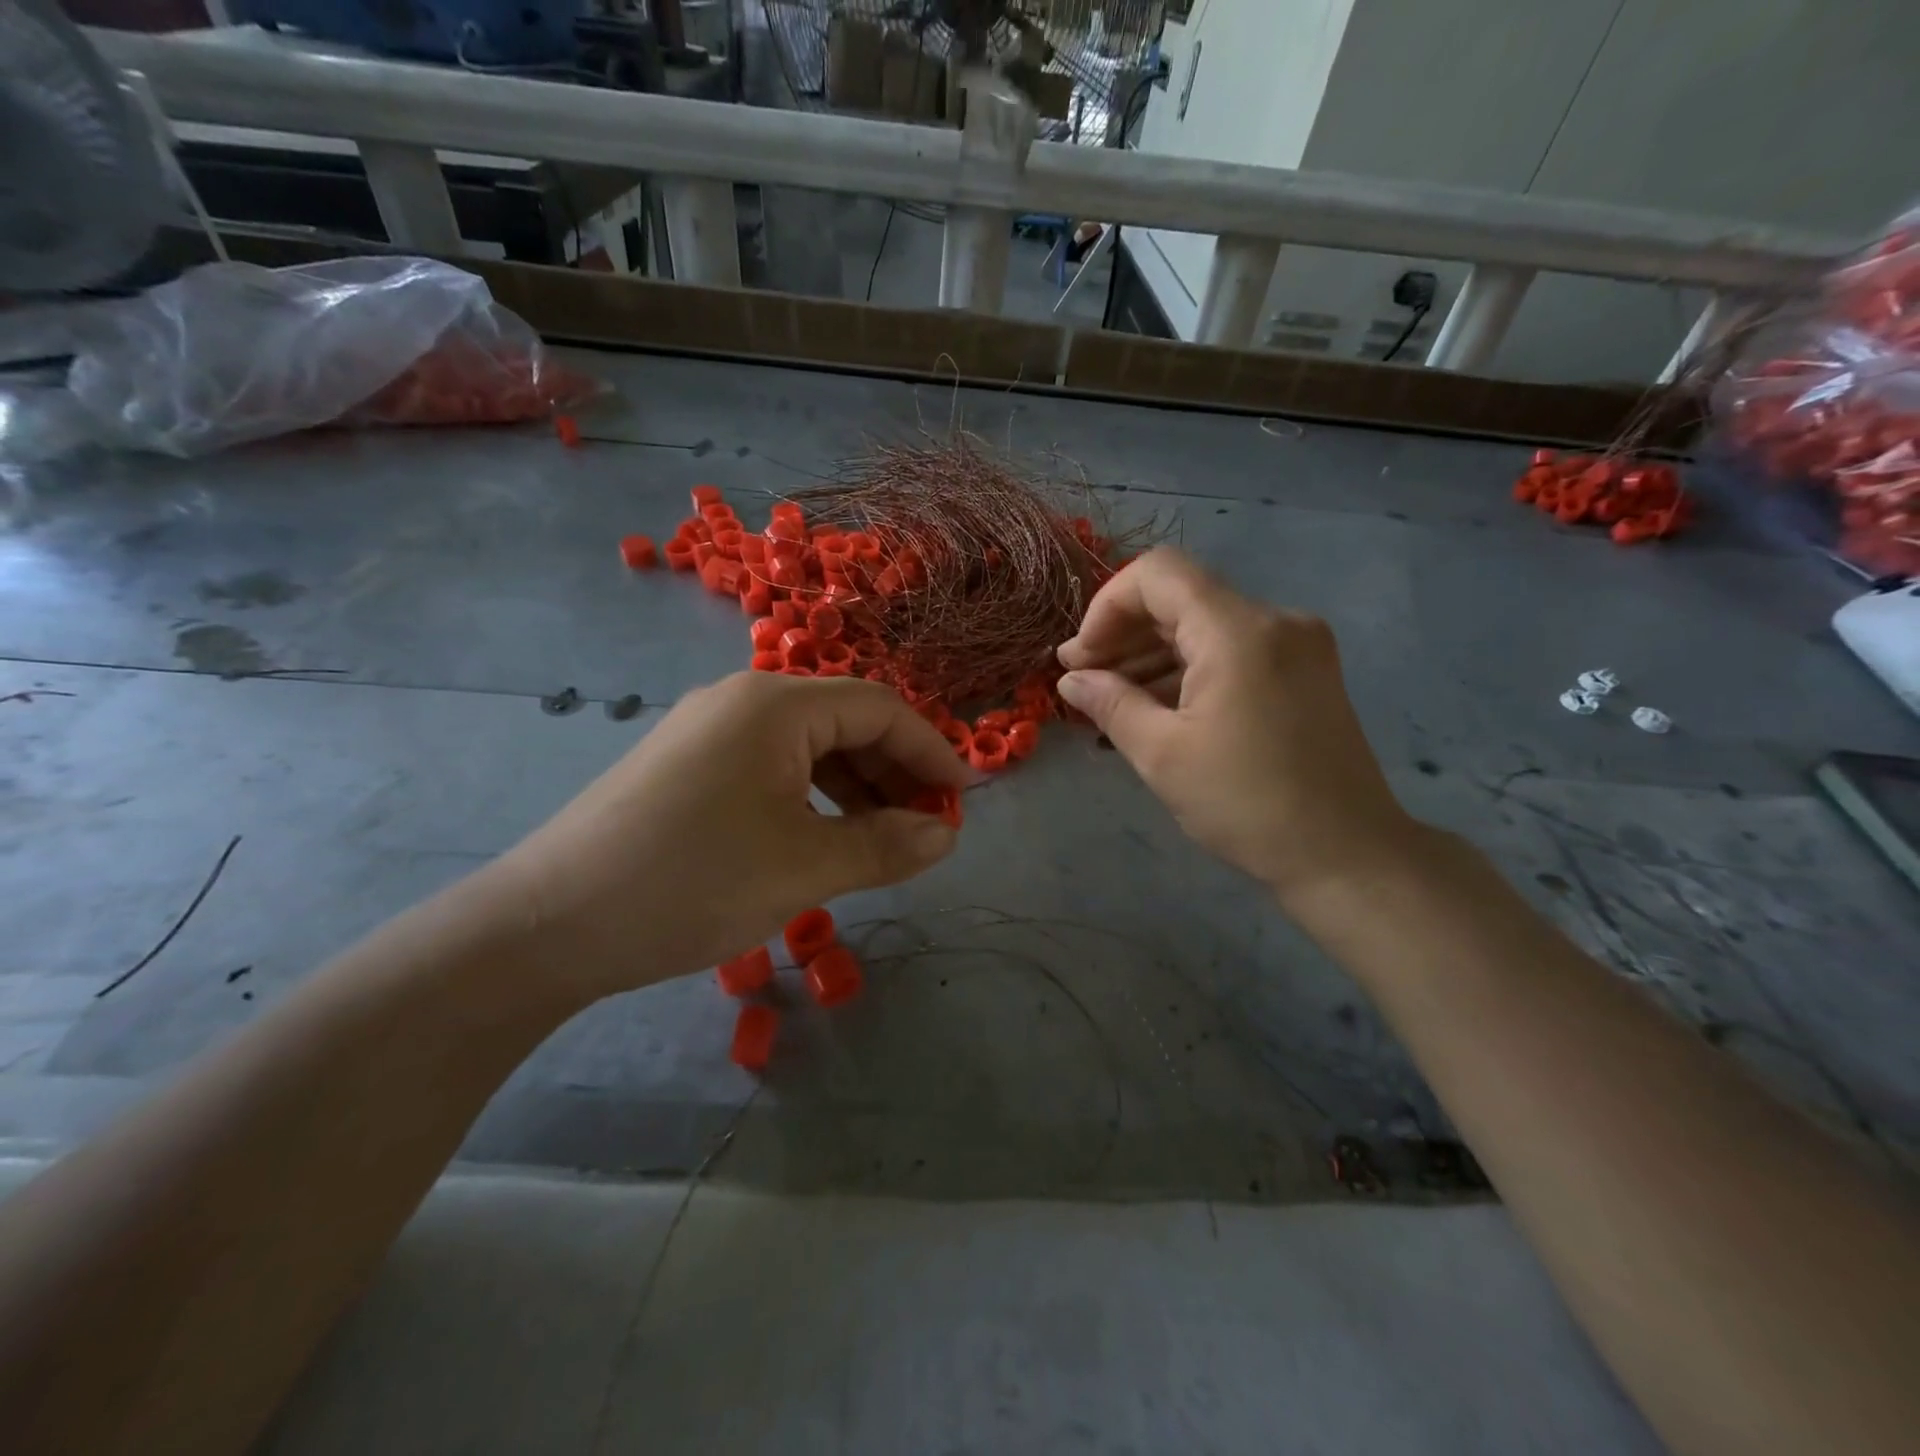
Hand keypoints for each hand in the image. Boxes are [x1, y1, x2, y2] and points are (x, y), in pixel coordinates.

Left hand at [487, 672, 964, 1000]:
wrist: (547, 925)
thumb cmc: (691, 882)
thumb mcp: (804, 868)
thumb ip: (885, 846)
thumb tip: (945, 835)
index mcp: (776, 705)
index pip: (879, 709)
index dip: (930, 752)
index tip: (963, 800)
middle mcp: (742, 702)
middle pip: (844, 723)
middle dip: (895, 772)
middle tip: (927, 828)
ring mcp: (709, 733)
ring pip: (808, 748)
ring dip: (856, 789)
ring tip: (885, 840)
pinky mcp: (687, 767)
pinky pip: (772, 769)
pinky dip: (812, 799)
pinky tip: (825, 838)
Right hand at [1056, 548, 1418, 905]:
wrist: (1347, 855)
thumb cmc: (1247, 804)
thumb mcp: (1162, 755)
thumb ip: (1110, 703)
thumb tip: (1071, 678)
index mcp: (1239, 631)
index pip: (1158, 573)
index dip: (1106, 605)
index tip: (1081, 658)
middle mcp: (1274, 620)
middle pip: (1181, 597)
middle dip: (1124, 633)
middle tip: (1082, 679)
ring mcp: (1297, 644)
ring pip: (1205, 625)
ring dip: (1153, 654)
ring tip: (1111, 700)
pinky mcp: (1305, 671)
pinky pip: (1233, 650)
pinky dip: (1189, 669)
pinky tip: (1156, 707)